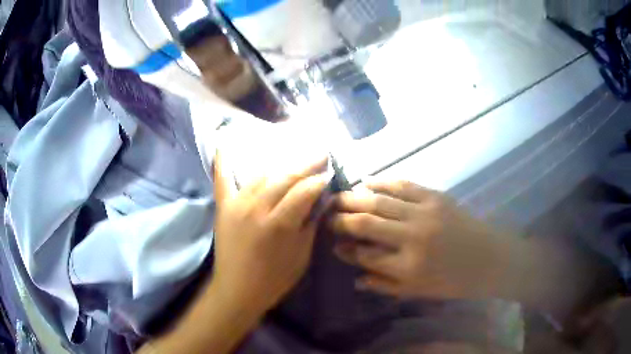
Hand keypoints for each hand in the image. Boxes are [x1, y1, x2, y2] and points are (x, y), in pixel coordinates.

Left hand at [211, 152, 328, 315]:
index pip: (304, 190)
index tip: (329, 174)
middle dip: (306, 164)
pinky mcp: (224, 206)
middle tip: (321, 153)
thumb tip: (320, 200)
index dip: (319, 180)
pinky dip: (222, 160)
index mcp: (280, 224)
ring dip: (281, 164)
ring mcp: (237, 204)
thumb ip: (311, 224)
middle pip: (285, 177)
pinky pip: (221, 179)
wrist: (237, 290)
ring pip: (262, 175)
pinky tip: (223, 140)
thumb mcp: (302, 256)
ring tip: (295, 156)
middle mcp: (257, 208)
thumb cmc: (274, 279)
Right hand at [329, 180, 504, 299]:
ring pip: (379, 200)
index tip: (333, 245)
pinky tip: (366, 180)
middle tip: (327, 215)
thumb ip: (386, 286)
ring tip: (337, 196)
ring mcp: (424, 213)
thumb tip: (357, 279)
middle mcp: (412, 238)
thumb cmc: (455, 281)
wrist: (489, 258)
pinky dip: (382, 181)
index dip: (345, 250)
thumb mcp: (420, 292)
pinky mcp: (435, 196)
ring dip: (354, 197)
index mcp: (407, 267)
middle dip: (341, 219)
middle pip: (366, 223)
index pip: (364, 255)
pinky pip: (403, 184)